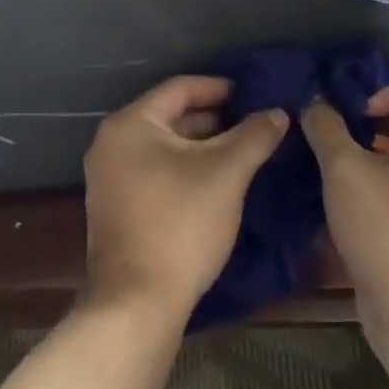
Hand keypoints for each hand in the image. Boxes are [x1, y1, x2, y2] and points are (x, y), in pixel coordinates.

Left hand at [81, 76, 287, 322]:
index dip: (221, 88)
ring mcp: (110, 176)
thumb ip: (253, 136)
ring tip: (246, 153)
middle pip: (171, 117)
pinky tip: (218, 183)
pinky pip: (156, 171)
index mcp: (130, 123)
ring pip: (165, 147)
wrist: (137, 300)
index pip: (180, 88)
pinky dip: (187, 170)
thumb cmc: (180, 224)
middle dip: (216, 120)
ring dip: (204, 147)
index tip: (257, 95)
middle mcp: (112, 142)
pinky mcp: (117, 205)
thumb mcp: (225, 174)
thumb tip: (278, 112)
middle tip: (258, 126)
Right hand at [301, 86, 388, 351]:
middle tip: (326, 132)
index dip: (381, 93)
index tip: (348, 112)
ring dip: (359, 160)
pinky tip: (330, 203)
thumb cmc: (388, 229)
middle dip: (363, 125)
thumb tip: (314, 102)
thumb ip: (326, 128)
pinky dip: (364, 192)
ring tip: (320, 165)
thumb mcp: (345, 169)